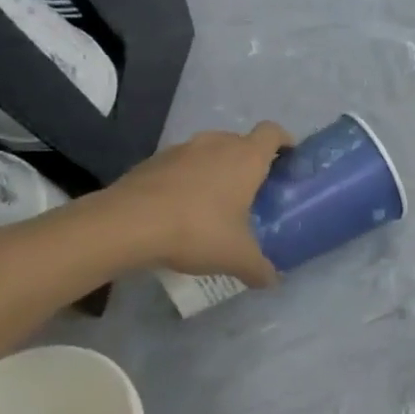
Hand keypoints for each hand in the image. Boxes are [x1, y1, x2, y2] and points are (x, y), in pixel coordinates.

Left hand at [99, 123, 292, 283]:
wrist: (126, 224)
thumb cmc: (197, 230)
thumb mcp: (237, 257)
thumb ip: (259, 268)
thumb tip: (272, 281)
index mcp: (246, 157)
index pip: (273, 132)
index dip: (284, 141)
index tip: (288, 160)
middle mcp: (216, 144)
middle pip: (240, 141)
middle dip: (248, 161)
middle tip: (251, 191)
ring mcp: (181, 149)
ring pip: (209, 151)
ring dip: (215, 168)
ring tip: (213, 201)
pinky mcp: (152, 160)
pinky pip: (180, 164)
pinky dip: (186, 179)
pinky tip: (180, 208)